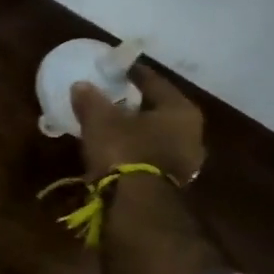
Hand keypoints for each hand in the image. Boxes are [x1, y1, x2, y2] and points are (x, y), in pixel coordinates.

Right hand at [71, 63, 205, 183]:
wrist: (136, 205)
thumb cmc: (124, 152)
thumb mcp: (100, 121)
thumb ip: (91, 100)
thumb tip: (81, 85)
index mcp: (180, 110)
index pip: (156, 83)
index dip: (135, 73)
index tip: (120, 68)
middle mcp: (192, 133)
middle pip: (161, 111)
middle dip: (139, 105)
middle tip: (118, 98)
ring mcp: (186, 161)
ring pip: (159, 136)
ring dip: (139, 131)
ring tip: (116, 127)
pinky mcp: (172, 184)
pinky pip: (153, 157)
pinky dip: (138, 151)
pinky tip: (120, 151)